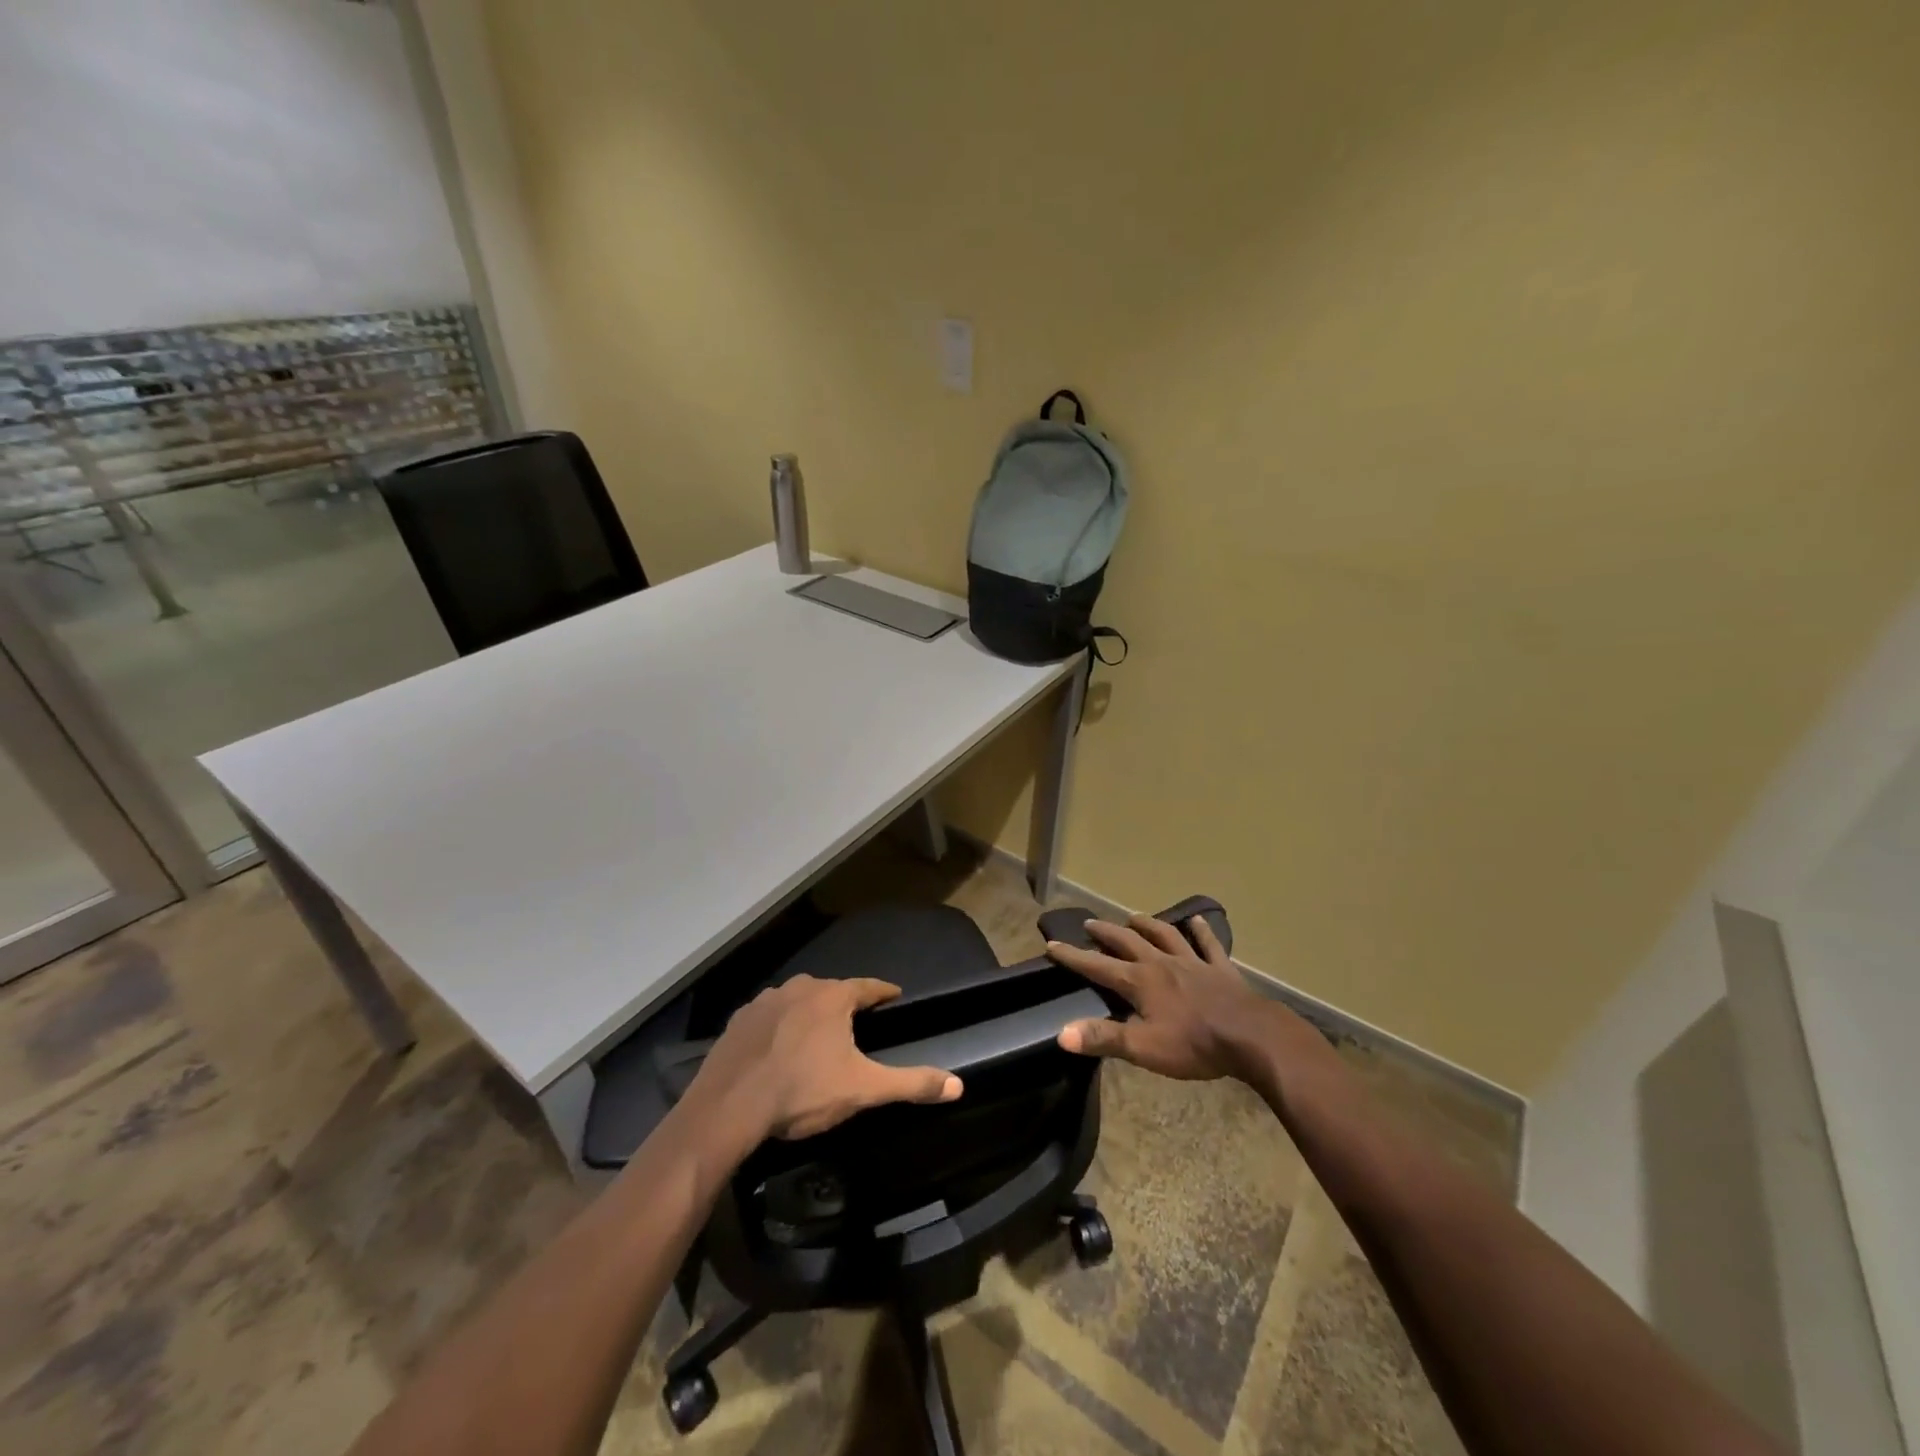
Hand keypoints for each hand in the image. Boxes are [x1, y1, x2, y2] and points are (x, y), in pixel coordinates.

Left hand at [695, 975, 962, 1141]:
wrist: (729, 1106)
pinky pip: (768, 1016)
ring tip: (815, 1036)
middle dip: (844, 1004)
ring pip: (797, 1000)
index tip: (894, 996)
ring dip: (809, 1012)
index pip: (868, 987)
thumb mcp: (863, 1089)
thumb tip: (958, 1085)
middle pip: (831, 991)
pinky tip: (776, 1046)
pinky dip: (777, 1026)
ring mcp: (765, 1001)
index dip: (883, 992)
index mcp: (833, 998)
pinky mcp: (738, 1020)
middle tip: (855, 1024)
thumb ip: (911, 1083)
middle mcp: (800, 987)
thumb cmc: (802, 1091)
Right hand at [1048, 914, 1298, 1081]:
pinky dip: (1201, 931)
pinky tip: (1196, 920)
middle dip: (1105, 932)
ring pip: (1165, 935)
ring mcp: (1192, 962)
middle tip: (1089, 923)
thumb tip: (1062, 1034)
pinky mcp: (1220, 969)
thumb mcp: (1143, 1048)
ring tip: (1134, 917)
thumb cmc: (1194, 1044)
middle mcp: (1161, 963)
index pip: (1097, 966)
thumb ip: (1103, 1038)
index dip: (1073, 956)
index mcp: (1140, 982)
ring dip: (1147, 925)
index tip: (1051, 944)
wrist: (1250, 1036)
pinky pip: (1208, 945)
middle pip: (1128, 942)